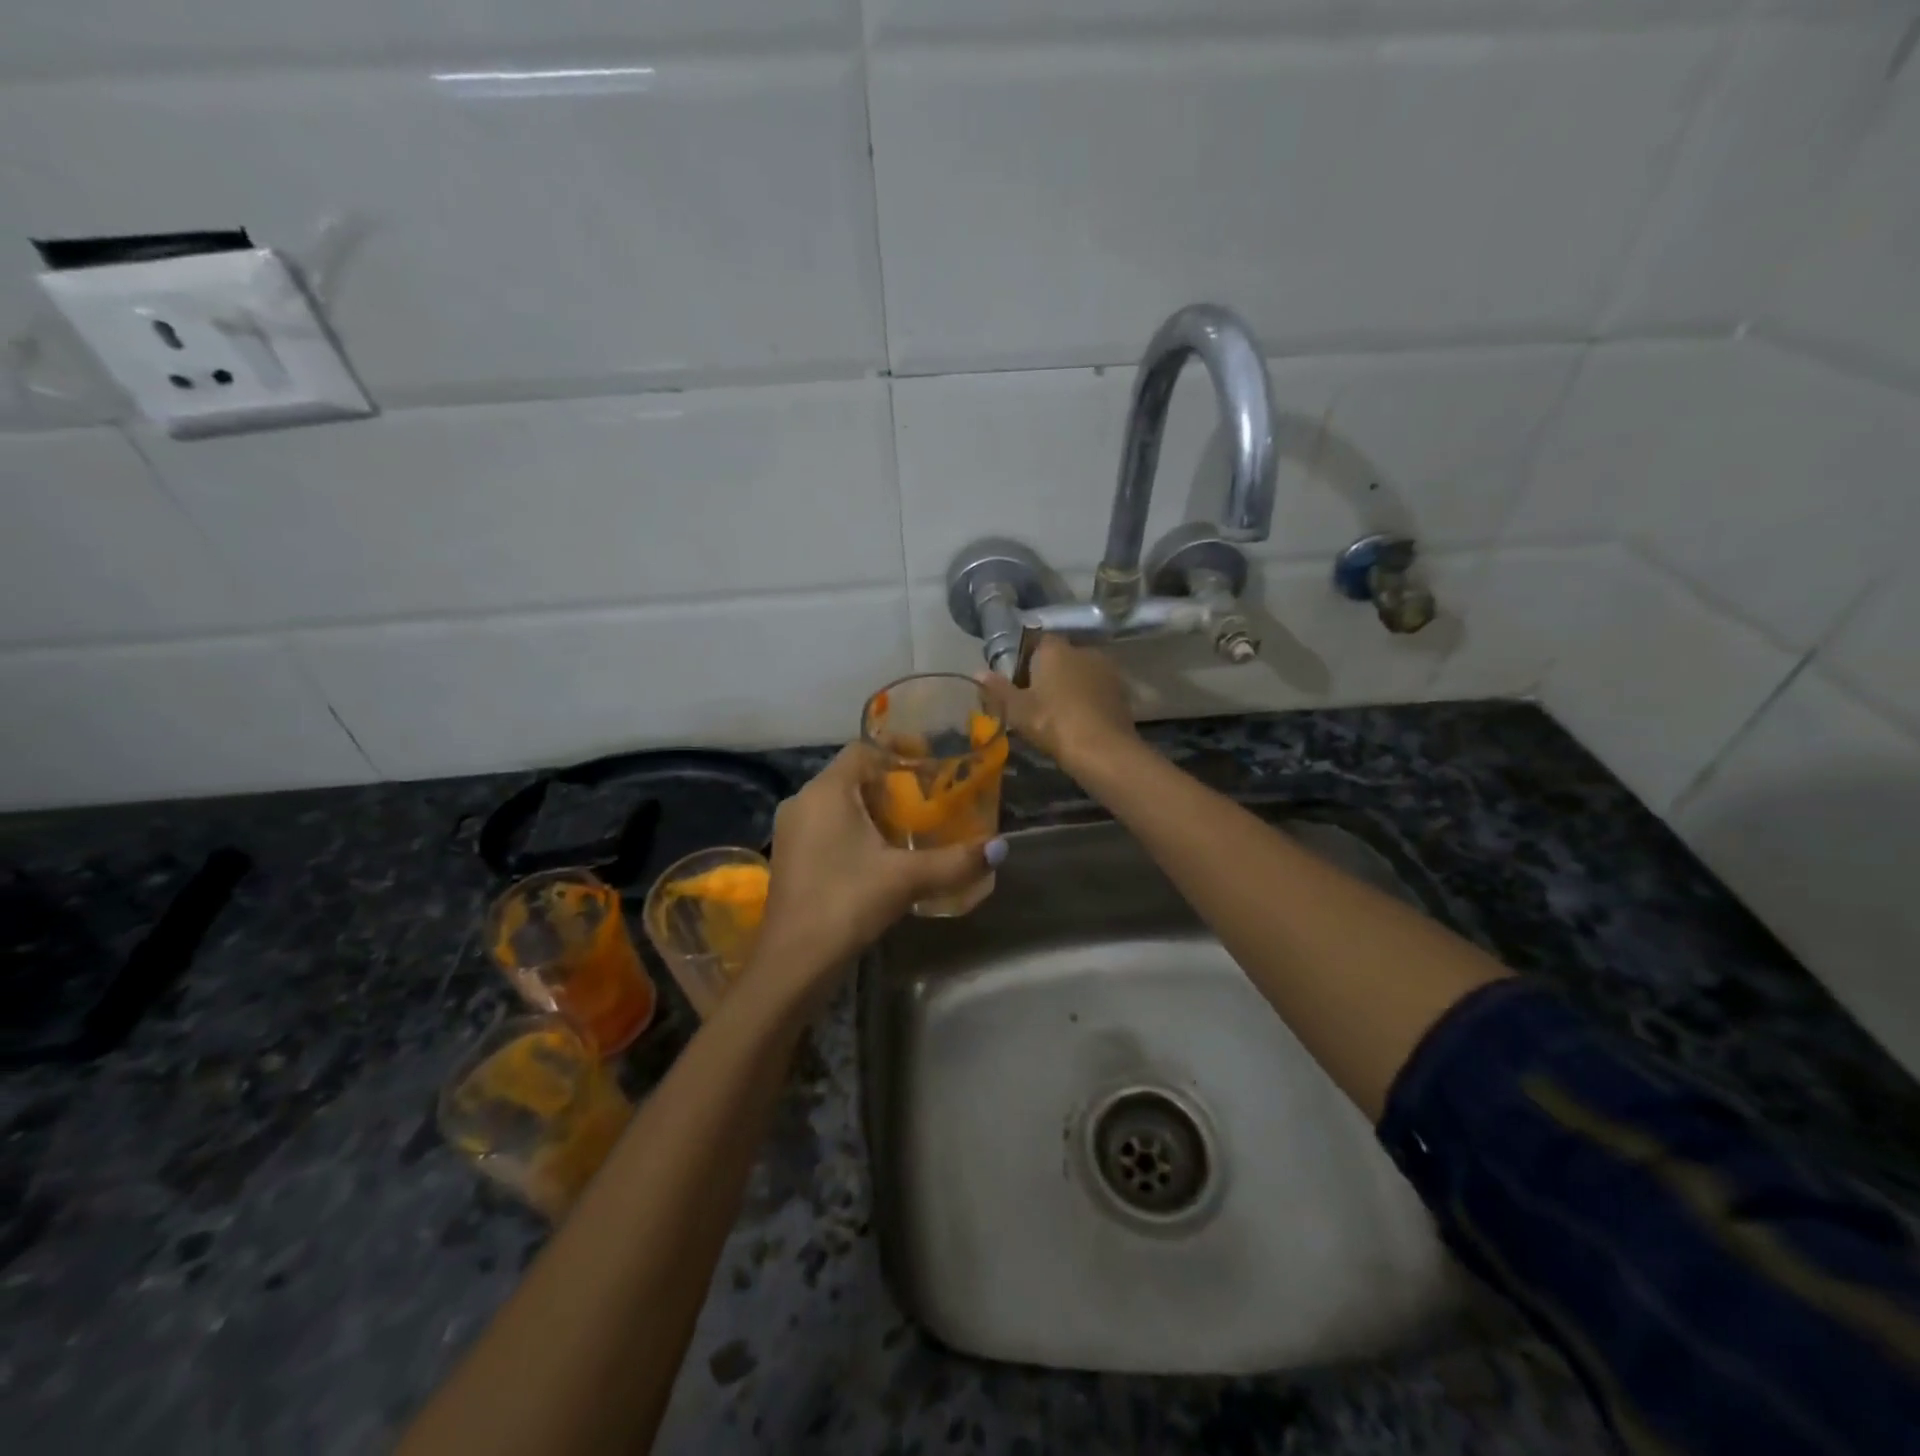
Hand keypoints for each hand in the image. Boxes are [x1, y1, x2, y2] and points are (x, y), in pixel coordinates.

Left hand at [749, 745, 1005, 1003]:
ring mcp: (792, 831)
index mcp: (826, 792)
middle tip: (929, 799)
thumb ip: (955, 860)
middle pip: (853, 776)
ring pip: (839, 804)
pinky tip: (882, 856)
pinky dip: (857, 830)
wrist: (793, 962)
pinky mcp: (791, 857)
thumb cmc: (846, 903)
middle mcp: (803, 802)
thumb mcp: (906, 878)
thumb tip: (1000, 848)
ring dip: (874, 810)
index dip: (898, 750)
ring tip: (913, 827)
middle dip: (892, 784)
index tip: (931, 764)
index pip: (863, 749)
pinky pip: (828, 827)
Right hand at [977, 637, 1136, 775]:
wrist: (1102, 750)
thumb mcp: (1017, 709)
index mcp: (1055, 649)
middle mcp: (1083, 650)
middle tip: (1036, 699)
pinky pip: (1097, 689)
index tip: (1019, 680)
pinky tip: (1080, 720)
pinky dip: (1088, 699)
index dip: (1026, 658)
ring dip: (1071, 685)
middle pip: (1061, 656)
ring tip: (1059, 712)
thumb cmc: (1052, 723)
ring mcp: (1106, 669)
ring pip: (1081, 672)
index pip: (1037, 641)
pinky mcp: (1121, 691)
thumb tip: (977, 672)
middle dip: (1050, 672)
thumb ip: (998, 689)